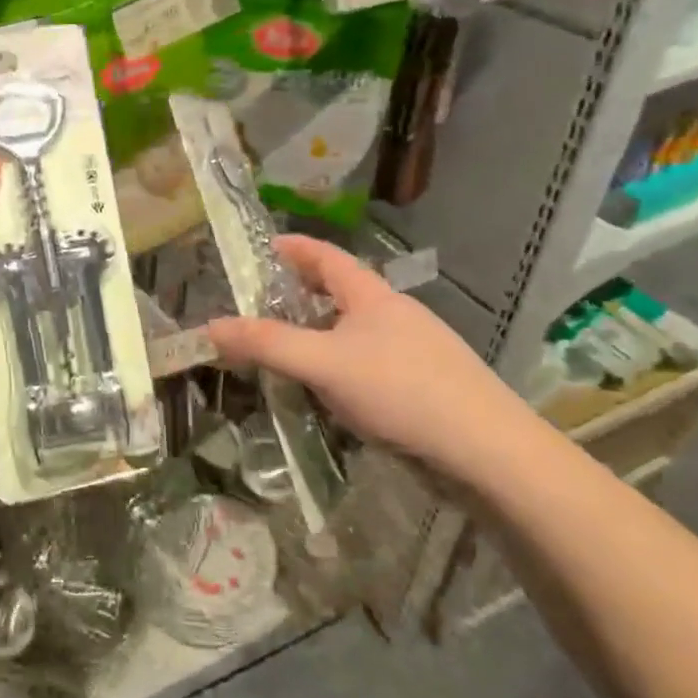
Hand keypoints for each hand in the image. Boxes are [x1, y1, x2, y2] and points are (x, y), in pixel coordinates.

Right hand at [208, 234, 539, 481]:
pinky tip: (330, 391)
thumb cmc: (401, 390)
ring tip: (286, 349)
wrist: (487, 450)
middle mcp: (394, 313)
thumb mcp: (323, 364)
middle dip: (300, 292)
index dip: (292, 247)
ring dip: (319, 332)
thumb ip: (266, 344)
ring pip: (355, 330)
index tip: (261, 247)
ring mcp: (413, 349)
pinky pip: (369, 362)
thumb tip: (209, 326)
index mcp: (372, 295)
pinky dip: (340, 364)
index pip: (326, 255)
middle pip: (340, 290)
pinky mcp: (423, 384)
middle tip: (261, 304)